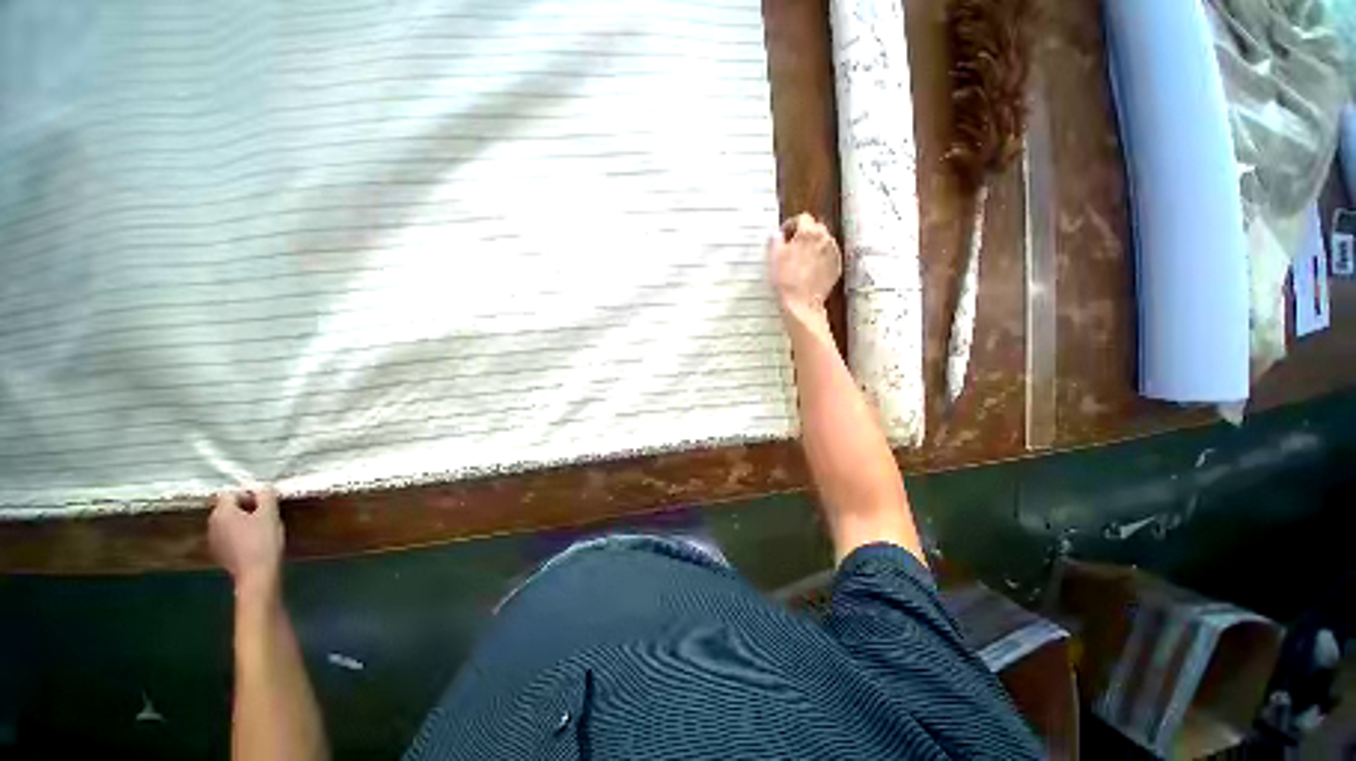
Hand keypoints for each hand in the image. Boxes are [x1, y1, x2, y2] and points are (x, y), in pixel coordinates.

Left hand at [209, 489, 284, 592]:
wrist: (256, 574)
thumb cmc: (263, 540)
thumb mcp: (270, 514)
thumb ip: (266, 496)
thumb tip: (263, 489)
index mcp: (221, 512)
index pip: (232, 494)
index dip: (249, 495)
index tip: (265, 504)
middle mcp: (212, 524)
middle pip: (228, 508)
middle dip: (246, 509)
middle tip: (266, 516)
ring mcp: (213, 540)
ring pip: (229, 523)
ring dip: (243, 523)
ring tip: (261, 530)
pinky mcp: (219, 553)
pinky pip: (229, 537)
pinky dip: (240, 536)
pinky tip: (254, 544)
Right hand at [766, 213, 842, 320]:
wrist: (801, 303)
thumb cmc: (785, 279)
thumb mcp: (774, 257)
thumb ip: (775, 240)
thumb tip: (776, 233)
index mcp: (809, 232)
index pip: (802, 218)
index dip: (791, 225)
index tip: (784, 235)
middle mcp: (825, 238)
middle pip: (816, 228)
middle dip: (804, 234)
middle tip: (792, 247)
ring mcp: (834, 253)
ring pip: (823, 242)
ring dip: (813, 246)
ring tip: (801, 259)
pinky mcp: (837, 267)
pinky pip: (828, 256)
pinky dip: (820, 258)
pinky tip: (810, 270)